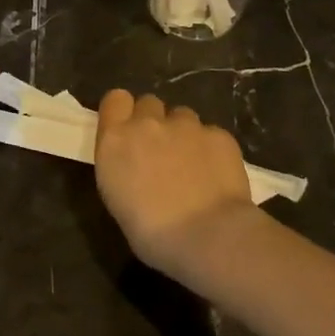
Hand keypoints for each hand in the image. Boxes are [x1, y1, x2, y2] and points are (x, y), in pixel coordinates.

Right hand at [94, 91, 255, 280]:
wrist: (207, 236)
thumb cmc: (151, 232)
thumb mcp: (117, 198)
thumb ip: (123, 165)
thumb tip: (135, 163)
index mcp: (116, 140)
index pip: (115, 99)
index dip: (123, 111)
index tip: (127, 129)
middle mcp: (148, 124)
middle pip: (149, 103)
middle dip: (153, 121)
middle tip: (160, 152)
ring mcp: (186, 125)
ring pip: (182, 116)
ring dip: (183, 133)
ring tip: (192, 165)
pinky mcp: (219, 135)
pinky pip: (210, 133)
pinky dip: (210, 148)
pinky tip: (215, 174)